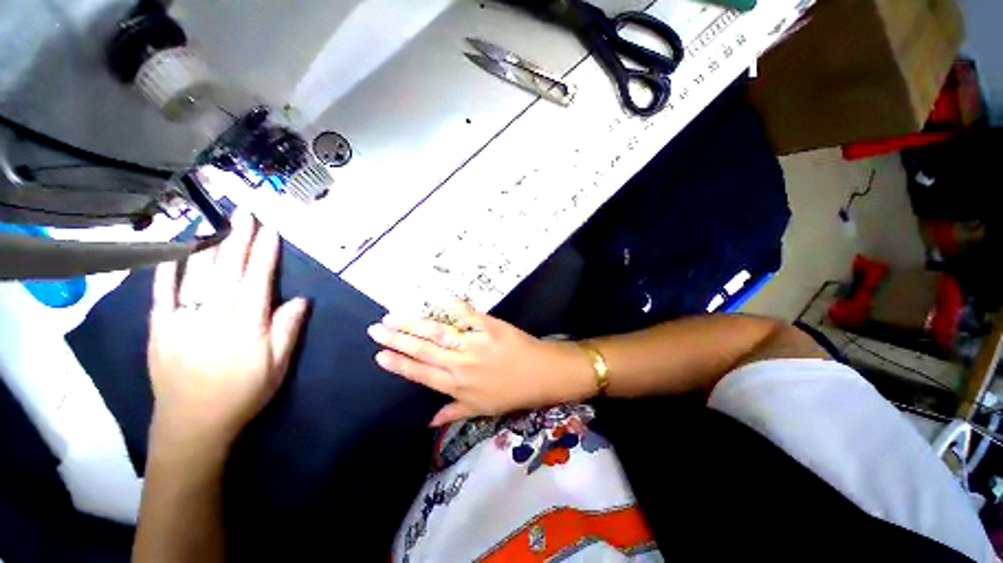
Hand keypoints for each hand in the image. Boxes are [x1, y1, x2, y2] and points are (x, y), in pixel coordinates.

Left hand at [147, 211, 308, 451]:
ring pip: (196, 274)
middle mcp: (215, 316)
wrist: (192, 425)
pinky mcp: (159, 328)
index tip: (270, 229)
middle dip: (238, 237)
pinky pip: (162, 292)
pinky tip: (174, 249)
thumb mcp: (277, 367)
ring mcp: (183, 320)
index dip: (265, 253)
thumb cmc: (243, 394)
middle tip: (244, 212)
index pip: (257, 280)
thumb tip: (300, 299)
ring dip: (207, 244)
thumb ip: (288, 331)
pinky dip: (167, 268)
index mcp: (247, 326)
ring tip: (215, 221)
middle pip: (228, 269)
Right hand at [367, 304, 595, 425]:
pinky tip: (437, 299)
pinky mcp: (490, 327)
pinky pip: (467, 315)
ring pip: (438, 333)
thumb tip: (428, 423)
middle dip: (397, 340)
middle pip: (423, 351)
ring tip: (394, 316)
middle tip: (376, 329)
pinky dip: (452, 307)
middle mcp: (461, 365)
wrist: (543, 375)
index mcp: (458, 387)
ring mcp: (475, 344)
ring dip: (414, 324)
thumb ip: (454, 412)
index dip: (398, 364)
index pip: (421, 374)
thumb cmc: (513, 393)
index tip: (379, 355)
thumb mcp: (483, 410)